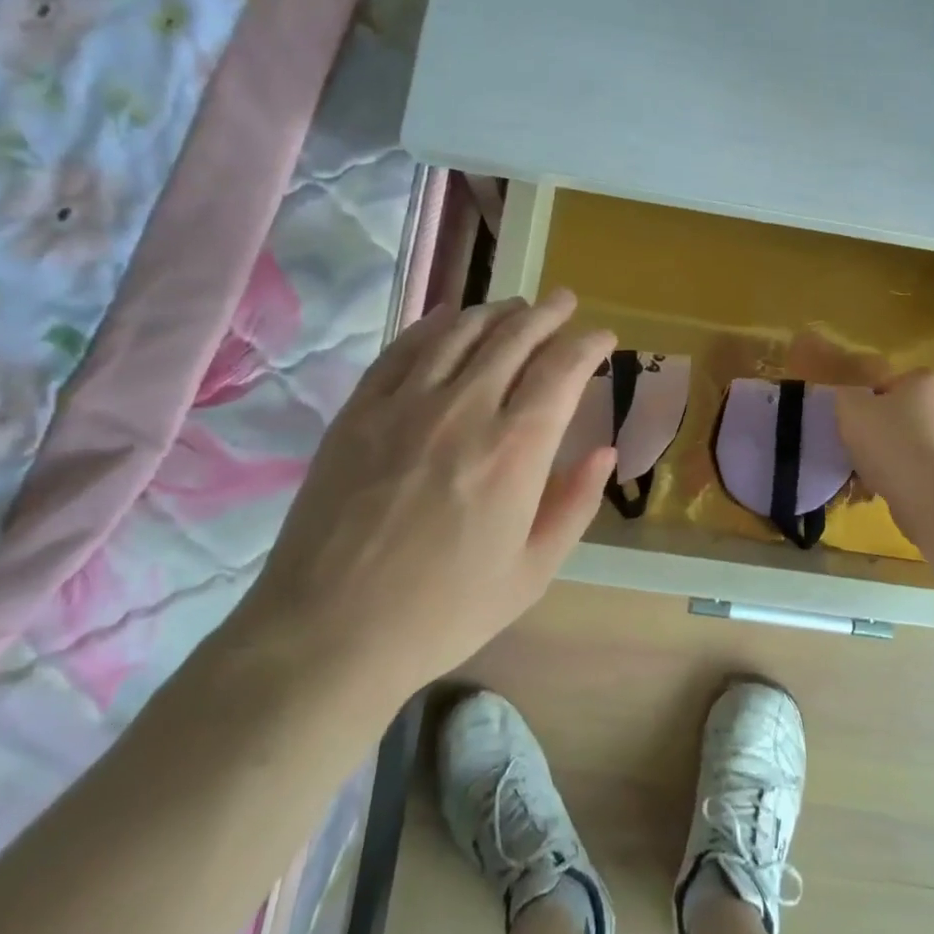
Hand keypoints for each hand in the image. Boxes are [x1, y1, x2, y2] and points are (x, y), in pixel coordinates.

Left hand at [232, 290, 615, 704]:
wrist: (330, 631)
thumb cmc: (443, 611)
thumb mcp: (531, 572)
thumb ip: (575, 504)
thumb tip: (604, 450)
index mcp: (515, 450)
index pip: (562, 370)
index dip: (588, 345)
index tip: (602, 338)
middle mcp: (465, 409)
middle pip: (514, 336)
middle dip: (548, 313)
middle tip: (564, 302)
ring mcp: (405, 403)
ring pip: (460, 331)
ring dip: (496, 310)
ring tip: (515, 305)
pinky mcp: (360, 410)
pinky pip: (404, 348)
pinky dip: (435, 324)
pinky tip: (448, 318)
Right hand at [835, 366, 933, 545]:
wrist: (931, 496)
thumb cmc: (889, 441)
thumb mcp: (850, 407)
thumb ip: (846, 395)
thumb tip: (852, 399)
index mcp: (925, 384)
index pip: (894, 383)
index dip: (872, 399)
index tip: (858, 419)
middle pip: (905, 417)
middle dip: (883, 432)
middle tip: (859, 448)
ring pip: (913, 448)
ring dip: (893, 460)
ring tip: (869, 478)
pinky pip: (924, 475)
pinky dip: (906, 482)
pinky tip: (887, 494)